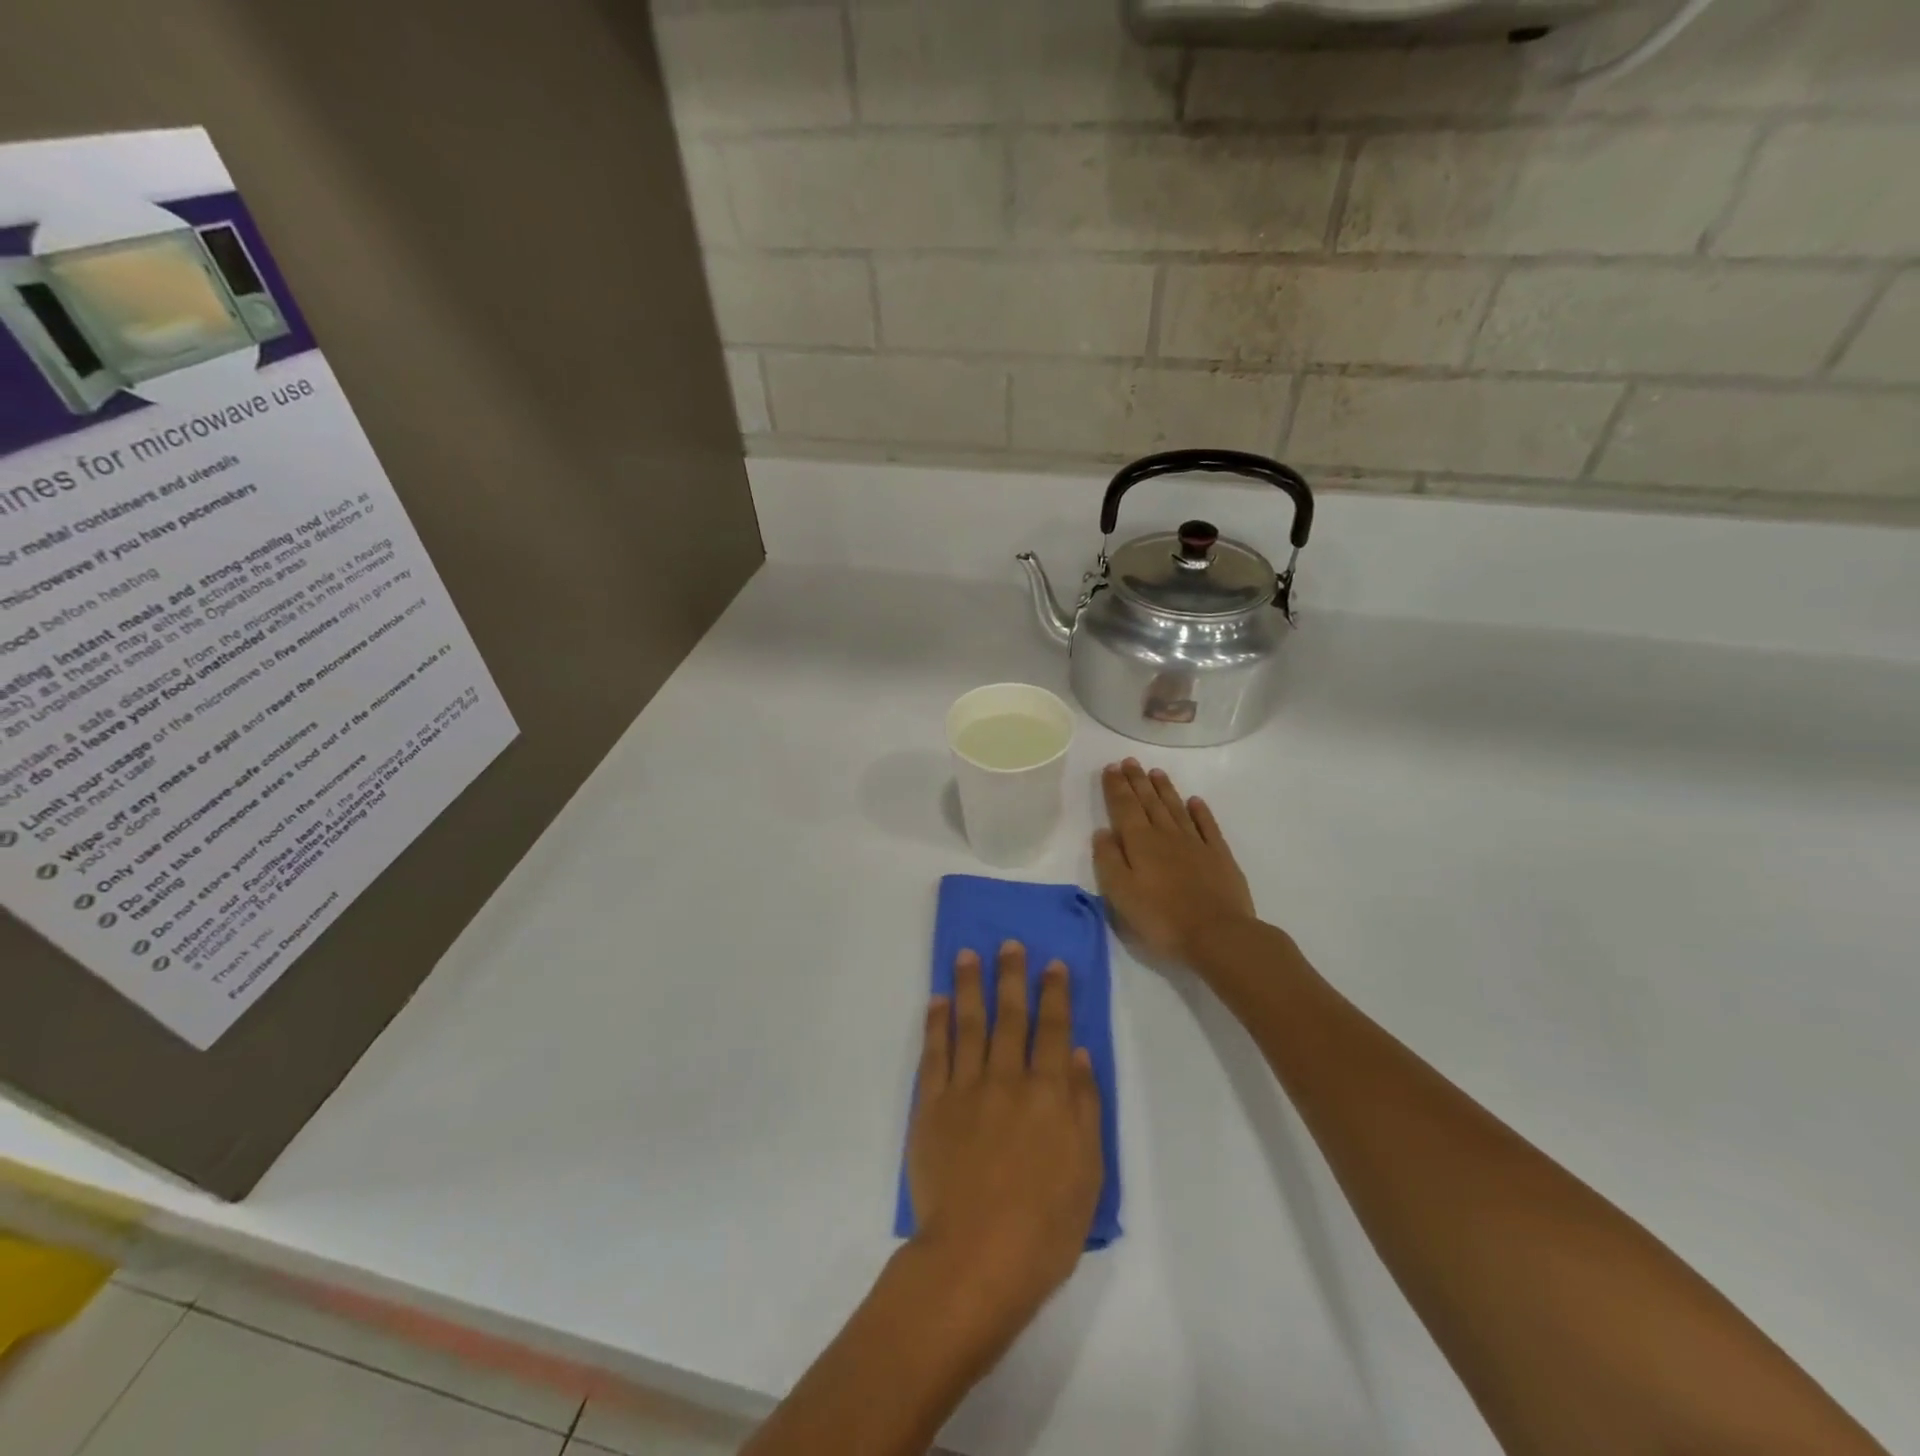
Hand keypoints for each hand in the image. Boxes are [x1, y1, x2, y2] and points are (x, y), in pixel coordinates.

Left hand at [907, 943, 1102, 1351]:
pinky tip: (937, 1001)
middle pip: (1010, 1016)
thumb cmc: (1045, 1225)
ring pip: (968, 1024)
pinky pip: (934, 1053)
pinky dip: (936, 1023)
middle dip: (1011, 976)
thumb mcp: (1088, 1171)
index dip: (1054, 993)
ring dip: (969, 986)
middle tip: (1009, 943)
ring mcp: (965, 1089)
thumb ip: (1083, 1106)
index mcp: (1048, 1093)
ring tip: (968, 954)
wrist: (976, 1257)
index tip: (1053, 963)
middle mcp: (1006, 1078)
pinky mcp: (931, 1106)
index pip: (1053, 1029)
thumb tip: (1075, 1053)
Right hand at [1093, 759, 1257, 967]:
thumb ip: (1108, 860)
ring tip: (1155, 772)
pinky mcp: (1219, 856)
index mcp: (1140, 843)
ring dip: (1164, 790)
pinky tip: (1195, 801)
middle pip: (1149, 802)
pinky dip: (1200, 811)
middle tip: (1130, 761)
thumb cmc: (1162, 918)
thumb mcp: (1121, 894)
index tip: (1111, 767)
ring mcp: (1196, 843)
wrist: (1218, 935)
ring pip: (1176, 808)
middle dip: (1137, 781)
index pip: (1124, 807)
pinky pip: (1207, 825)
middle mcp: (1167, 835)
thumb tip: (1102, 831)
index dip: (1116, 787)